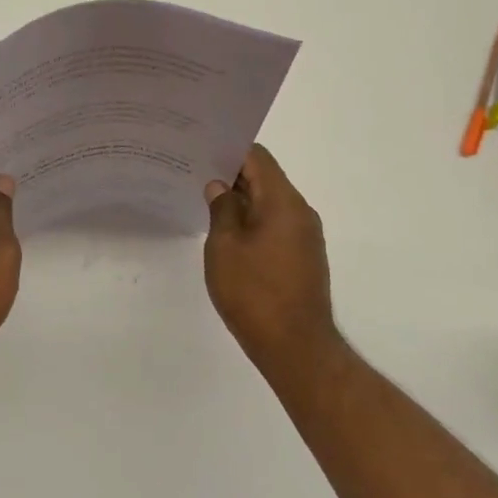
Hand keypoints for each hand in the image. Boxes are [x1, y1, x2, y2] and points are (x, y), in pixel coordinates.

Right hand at [204, 145, 342, 371]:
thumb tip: (219, 186)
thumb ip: (221, 209)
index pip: (258, 157)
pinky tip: (225, 232)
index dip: (229, 150)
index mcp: (283, 202)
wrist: (296, 347)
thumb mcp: (225, 247)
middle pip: (265, 178)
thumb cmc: (254, 293)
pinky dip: (252, 220)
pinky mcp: (302, 257)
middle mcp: (300, 213)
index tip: (200, 150)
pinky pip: (275, 224)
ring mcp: (304, 236)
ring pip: (269, 203)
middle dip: (231, 174)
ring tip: (204, 200)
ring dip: (241, 199)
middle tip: (193, 173)